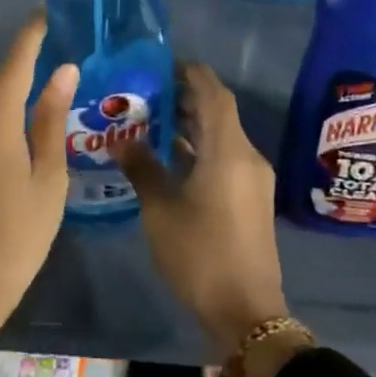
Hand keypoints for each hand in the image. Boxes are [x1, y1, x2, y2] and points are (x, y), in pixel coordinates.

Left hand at [0, 14, 78, 336]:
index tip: (46, 13)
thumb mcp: (48, 176)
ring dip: (7, 88)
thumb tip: (63, 72)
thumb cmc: (18, 232)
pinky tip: (20, 124)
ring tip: (42, 88)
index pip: (14, 64)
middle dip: (20, 62)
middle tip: (53, 54)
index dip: (30, 36)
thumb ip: (51, 119)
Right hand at [120, 63, 287, 357]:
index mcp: (228, 150)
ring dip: (193, 124)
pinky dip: (201, 148)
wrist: (246, 312)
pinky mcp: (251, 197)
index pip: (214, 93)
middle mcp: (247, 155)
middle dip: (186, 97)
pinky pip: (226, 157)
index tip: (162, 64)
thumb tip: (122, 139)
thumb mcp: (161, 211)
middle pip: (219, 112)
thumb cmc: (200, 255)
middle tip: (148, 91)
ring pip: (222, 135)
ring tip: (153, 119)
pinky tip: (172, 157)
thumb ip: (142, 168)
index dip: (191, 73)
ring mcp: (253, 178)